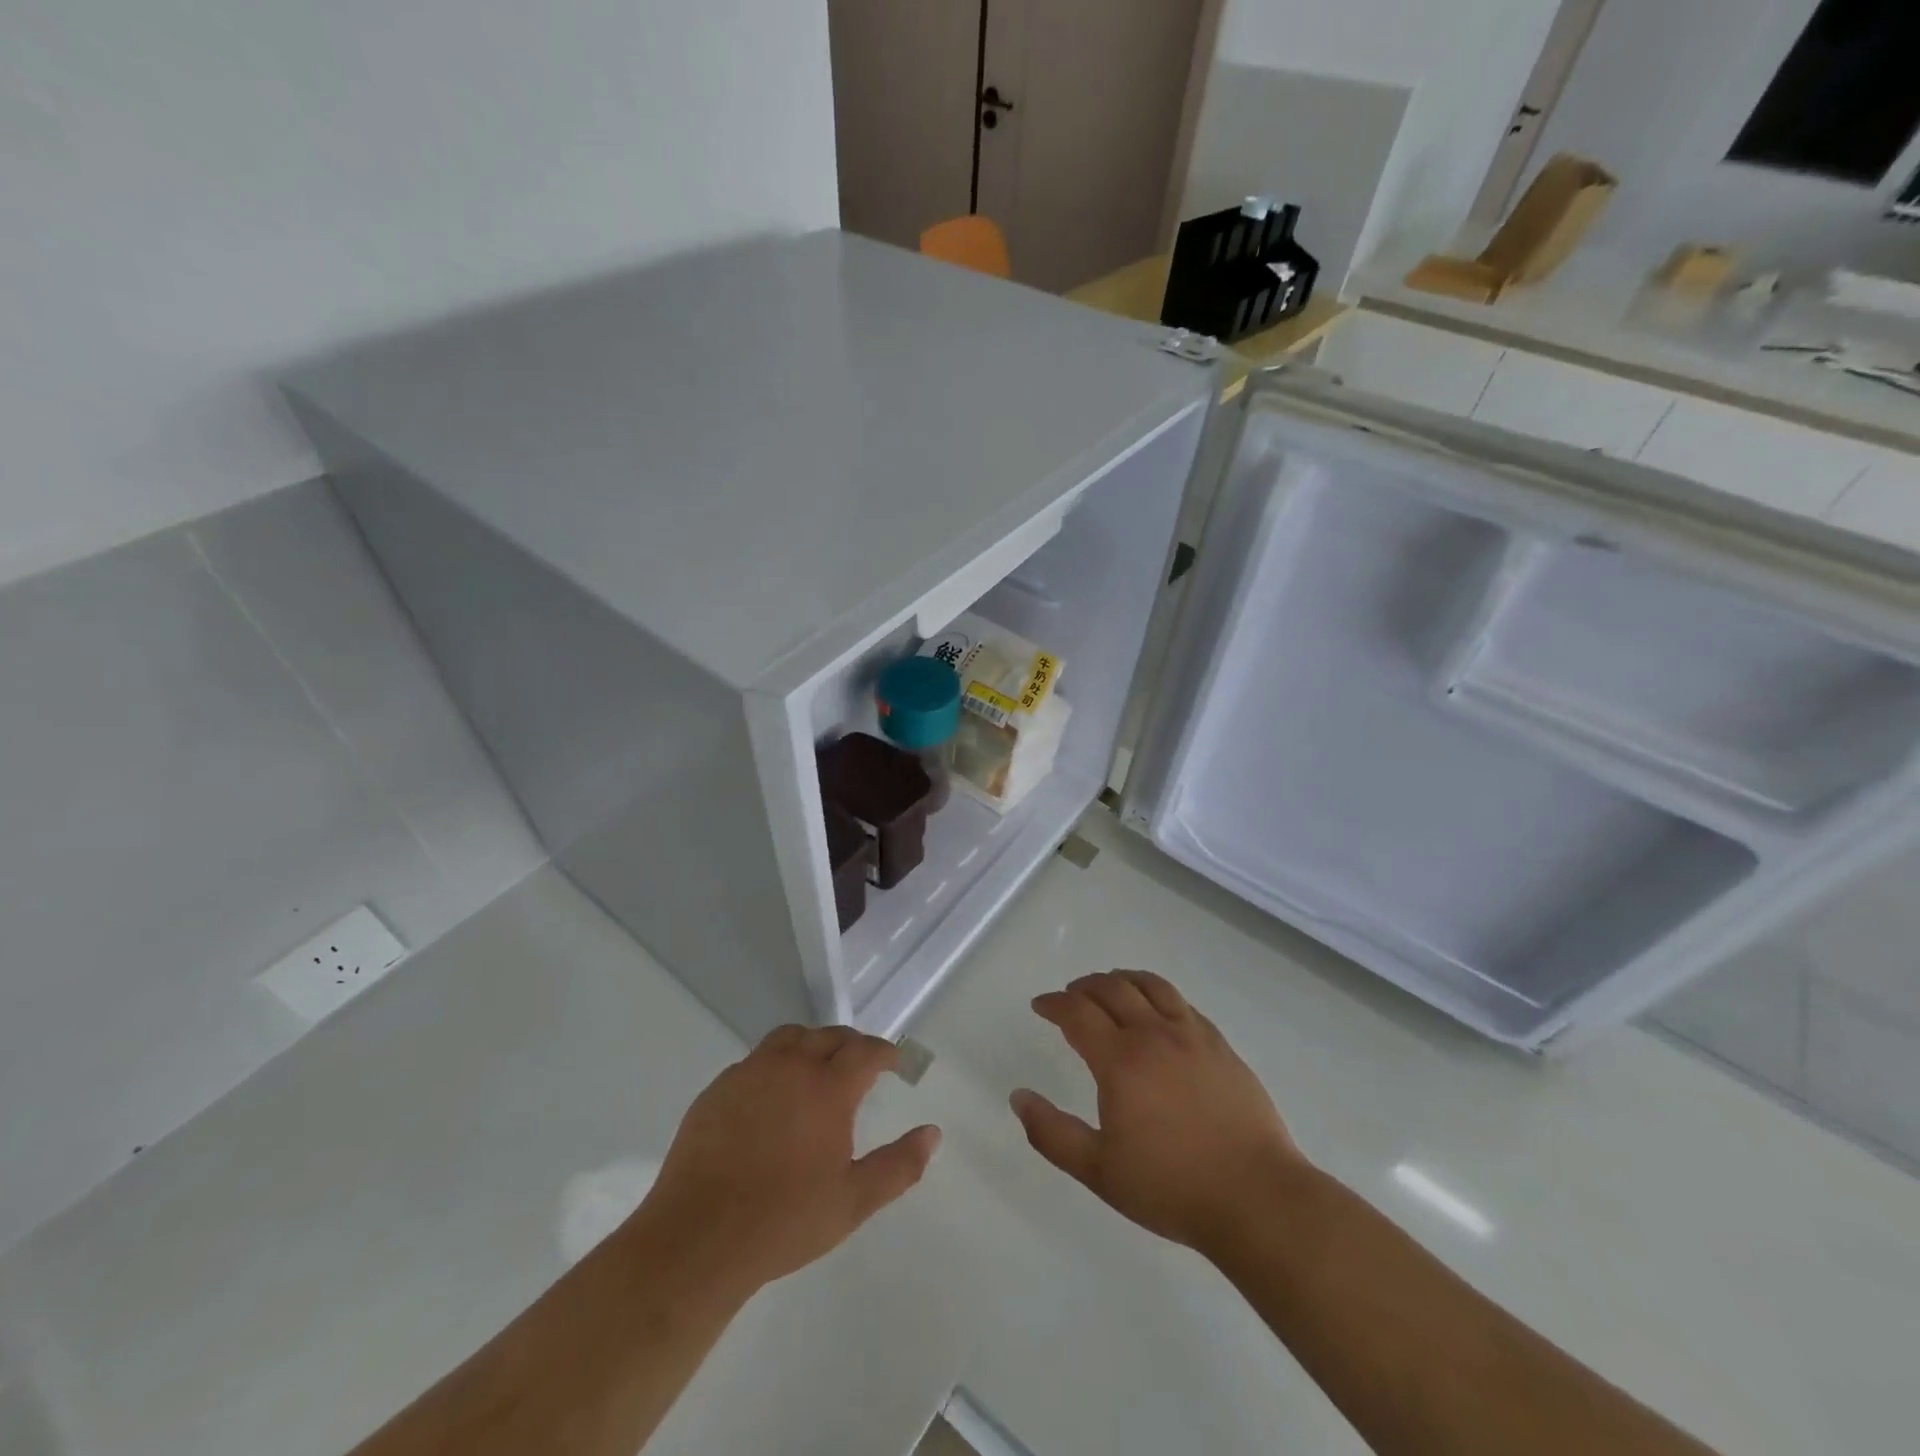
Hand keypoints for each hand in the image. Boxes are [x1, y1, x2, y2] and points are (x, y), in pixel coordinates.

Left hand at [634, 1025, 940, 1298]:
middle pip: (828, 1036)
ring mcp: (750, 1073)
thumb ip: (898, 1165)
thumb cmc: (784, 1221)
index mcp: (827, 1087)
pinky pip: (755, 1060)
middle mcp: (790, 1066)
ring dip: (811, 1044)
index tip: (895, 1062)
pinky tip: (773, 1094)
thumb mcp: (853, 1201)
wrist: (698, 1238)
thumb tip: (932, 1133)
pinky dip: (775, 1063)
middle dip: (851, 1044)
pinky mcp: (718, 1089)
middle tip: (861, 1064)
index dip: (885, 1052)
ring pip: (789, 1038)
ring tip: (818, 1067)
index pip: (865, 1050)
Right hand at [1010, 971, 1306, 1255]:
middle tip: (1070, 996)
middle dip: (1084, 987)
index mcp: (1120, 1060)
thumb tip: (1018, 1096)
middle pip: (1112, 989)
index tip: (1040, 1005)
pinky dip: (1159, 995)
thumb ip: (1052, 1133)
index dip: (1054, 1003)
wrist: (1256, 1197)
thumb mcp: (1099, 1171)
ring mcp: (1192, 1036)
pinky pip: (1183, 1003)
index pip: (1077, 1012)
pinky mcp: (1221, 1046)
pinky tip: (1158, 1011)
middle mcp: (1154, 1034)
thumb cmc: (1171, 1187)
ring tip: (1111, 986)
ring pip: (1151, 986)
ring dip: (1122, 980)